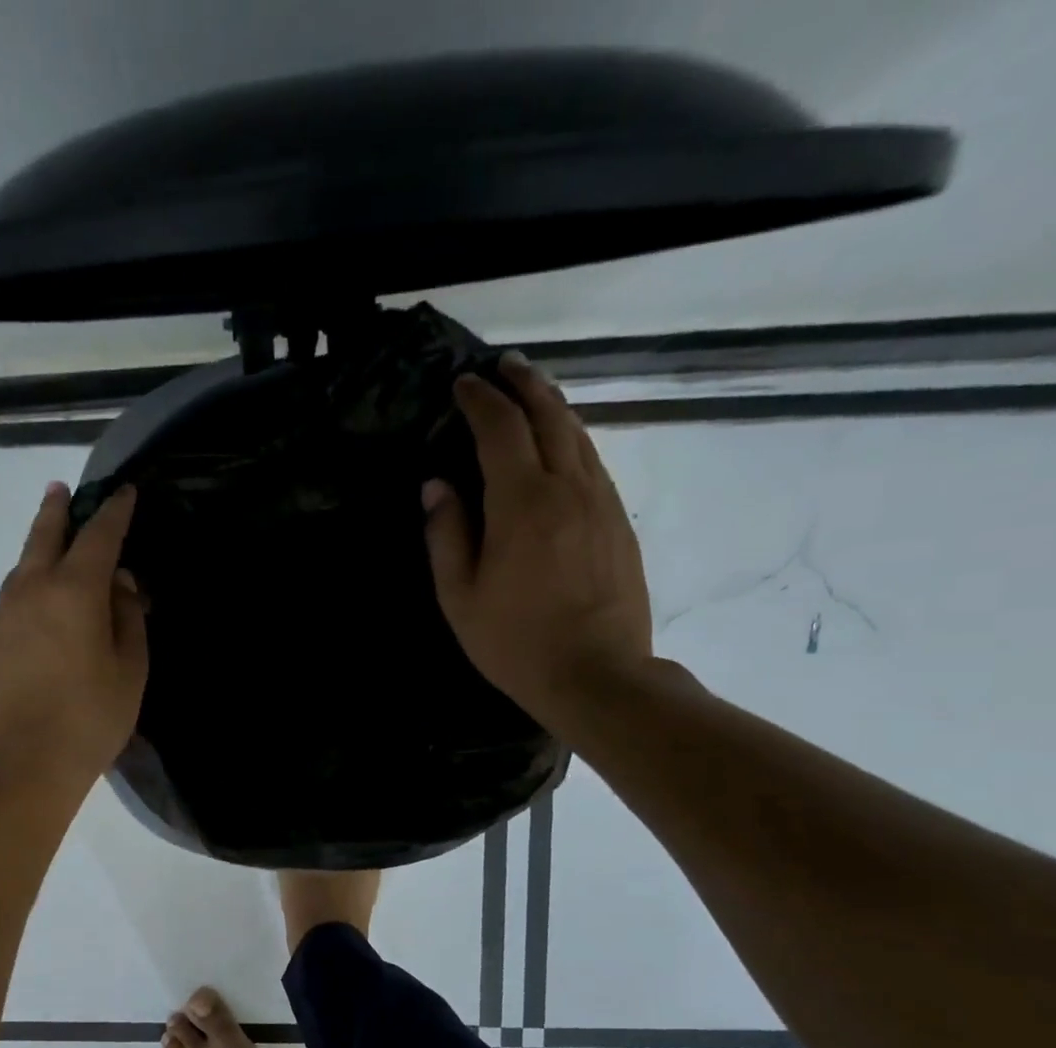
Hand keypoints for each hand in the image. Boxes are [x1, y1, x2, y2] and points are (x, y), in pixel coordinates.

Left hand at [0, 481, 148, 797]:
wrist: (20, 764)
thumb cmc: (89, 719)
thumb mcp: (129, 671)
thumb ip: (128, 619)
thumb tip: (120, 585)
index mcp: (75, 591)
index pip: (99, 536)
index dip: (114, 511)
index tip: (123, 492)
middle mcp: (33, 590)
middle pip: (45, 536)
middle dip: (57, 509)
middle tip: (62, 489)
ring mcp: (3, 615)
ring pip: (22, 566)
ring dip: (38, 545)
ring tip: (50, 539)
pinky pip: (12, 597)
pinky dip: (28, 584)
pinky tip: (37, 600)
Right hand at [422, 354, 652, 730]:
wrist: (596, 674)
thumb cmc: (515, 641)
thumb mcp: (460, 596)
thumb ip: (446, 534)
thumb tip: (436, 485)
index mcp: (522, 502)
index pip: (500, 429)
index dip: (480, 400)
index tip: (463, 384)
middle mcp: (568, 487)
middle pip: (549, 415)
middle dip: (524, 384)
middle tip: (504, 365)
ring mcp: (601, 501)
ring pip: (578, 434)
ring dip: (552, 405)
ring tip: (532, 392)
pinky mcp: (619, 520)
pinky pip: (593, 461)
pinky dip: (572, 438)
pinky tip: (561, 444)